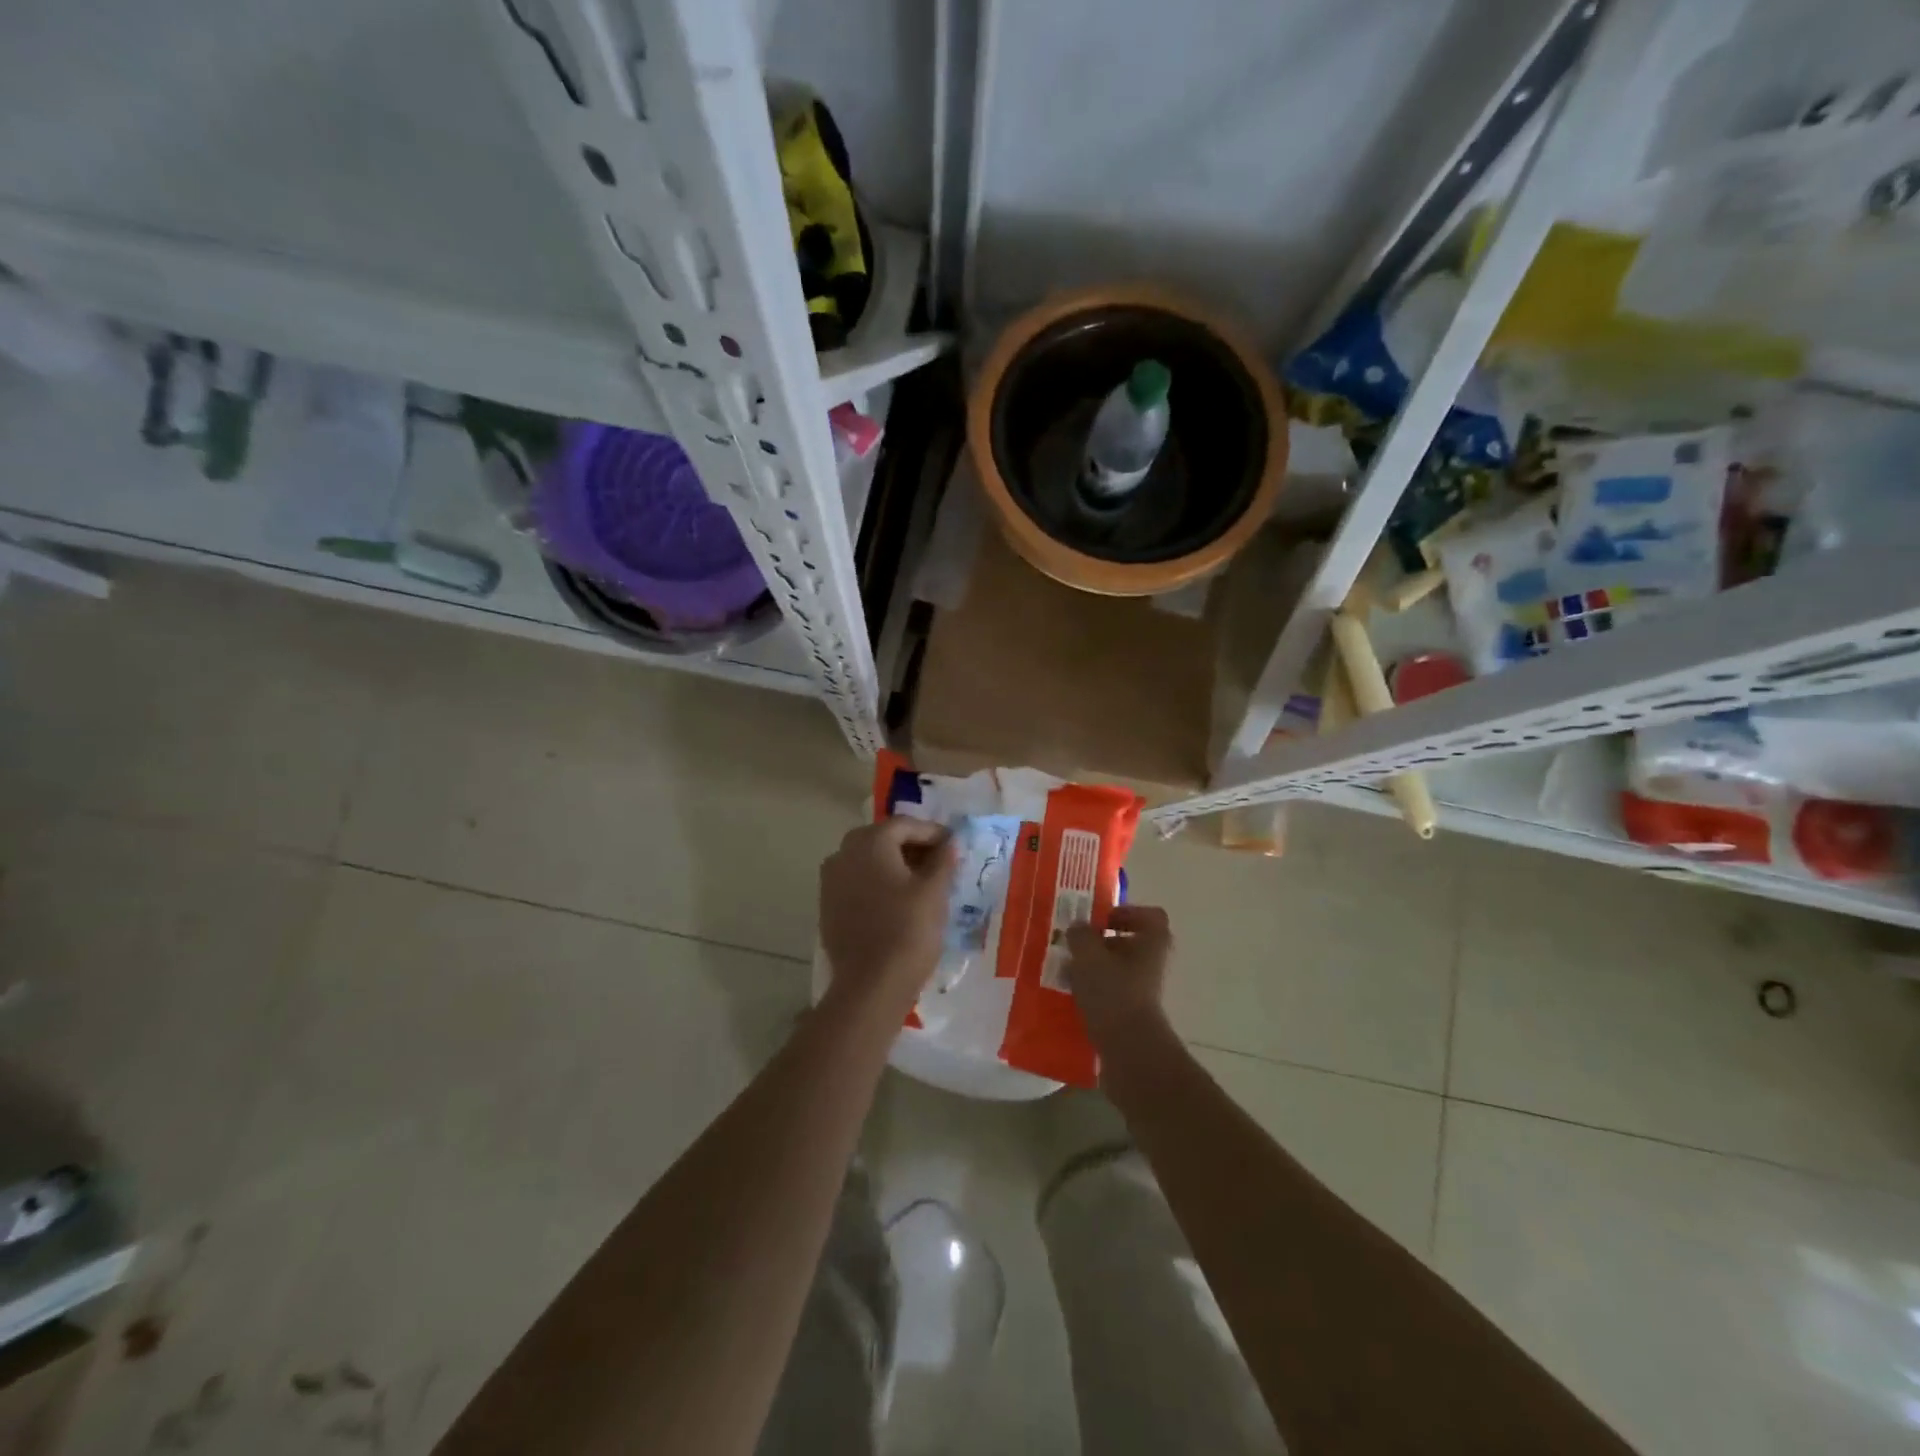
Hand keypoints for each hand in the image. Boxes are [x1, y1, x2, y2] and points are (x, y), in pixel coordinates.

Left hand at [819, 818, 956, 1020]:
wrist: (870, 985)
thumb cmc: (908, 930)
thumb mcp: (934, 891)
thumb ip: (943, 860)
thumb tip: (949, 843)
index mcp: (869, 842)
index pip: (905, 825)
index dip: (932, 832)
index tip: (954, 845)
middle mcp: (843, 854)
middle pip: (883, 839)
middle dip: (912, 847)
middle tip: (939, 862)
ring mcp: (830, 881)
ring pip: (868, 862)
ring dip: (894, 866)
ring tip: (922, 883)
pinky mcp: (828, 906)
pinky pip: (857, 883)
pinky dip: (878, 884)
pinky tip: (898, 902)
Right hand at [1065, 905, 1173, 1047]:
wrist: (1130, 1052)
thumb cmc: (1113, 993)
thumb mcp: (1089, 956)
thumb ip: (1081, 935)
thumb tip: (1078, 927)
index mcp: (1152, 942)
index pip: (1151, 916)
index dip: (1127, 912)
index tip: (1100, 919)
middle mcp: (1152, 964)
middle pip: (1130, 943)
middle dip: (1100, 942)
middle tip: (1074, 944)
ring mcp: (1144, 991)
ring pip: (1117, 970)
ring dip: (1093, 968)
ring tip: (1065, 971)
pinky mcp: (1132, 1015)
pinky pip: (1111, 994)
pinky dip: (1093, 992)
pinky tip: (1070, 996)